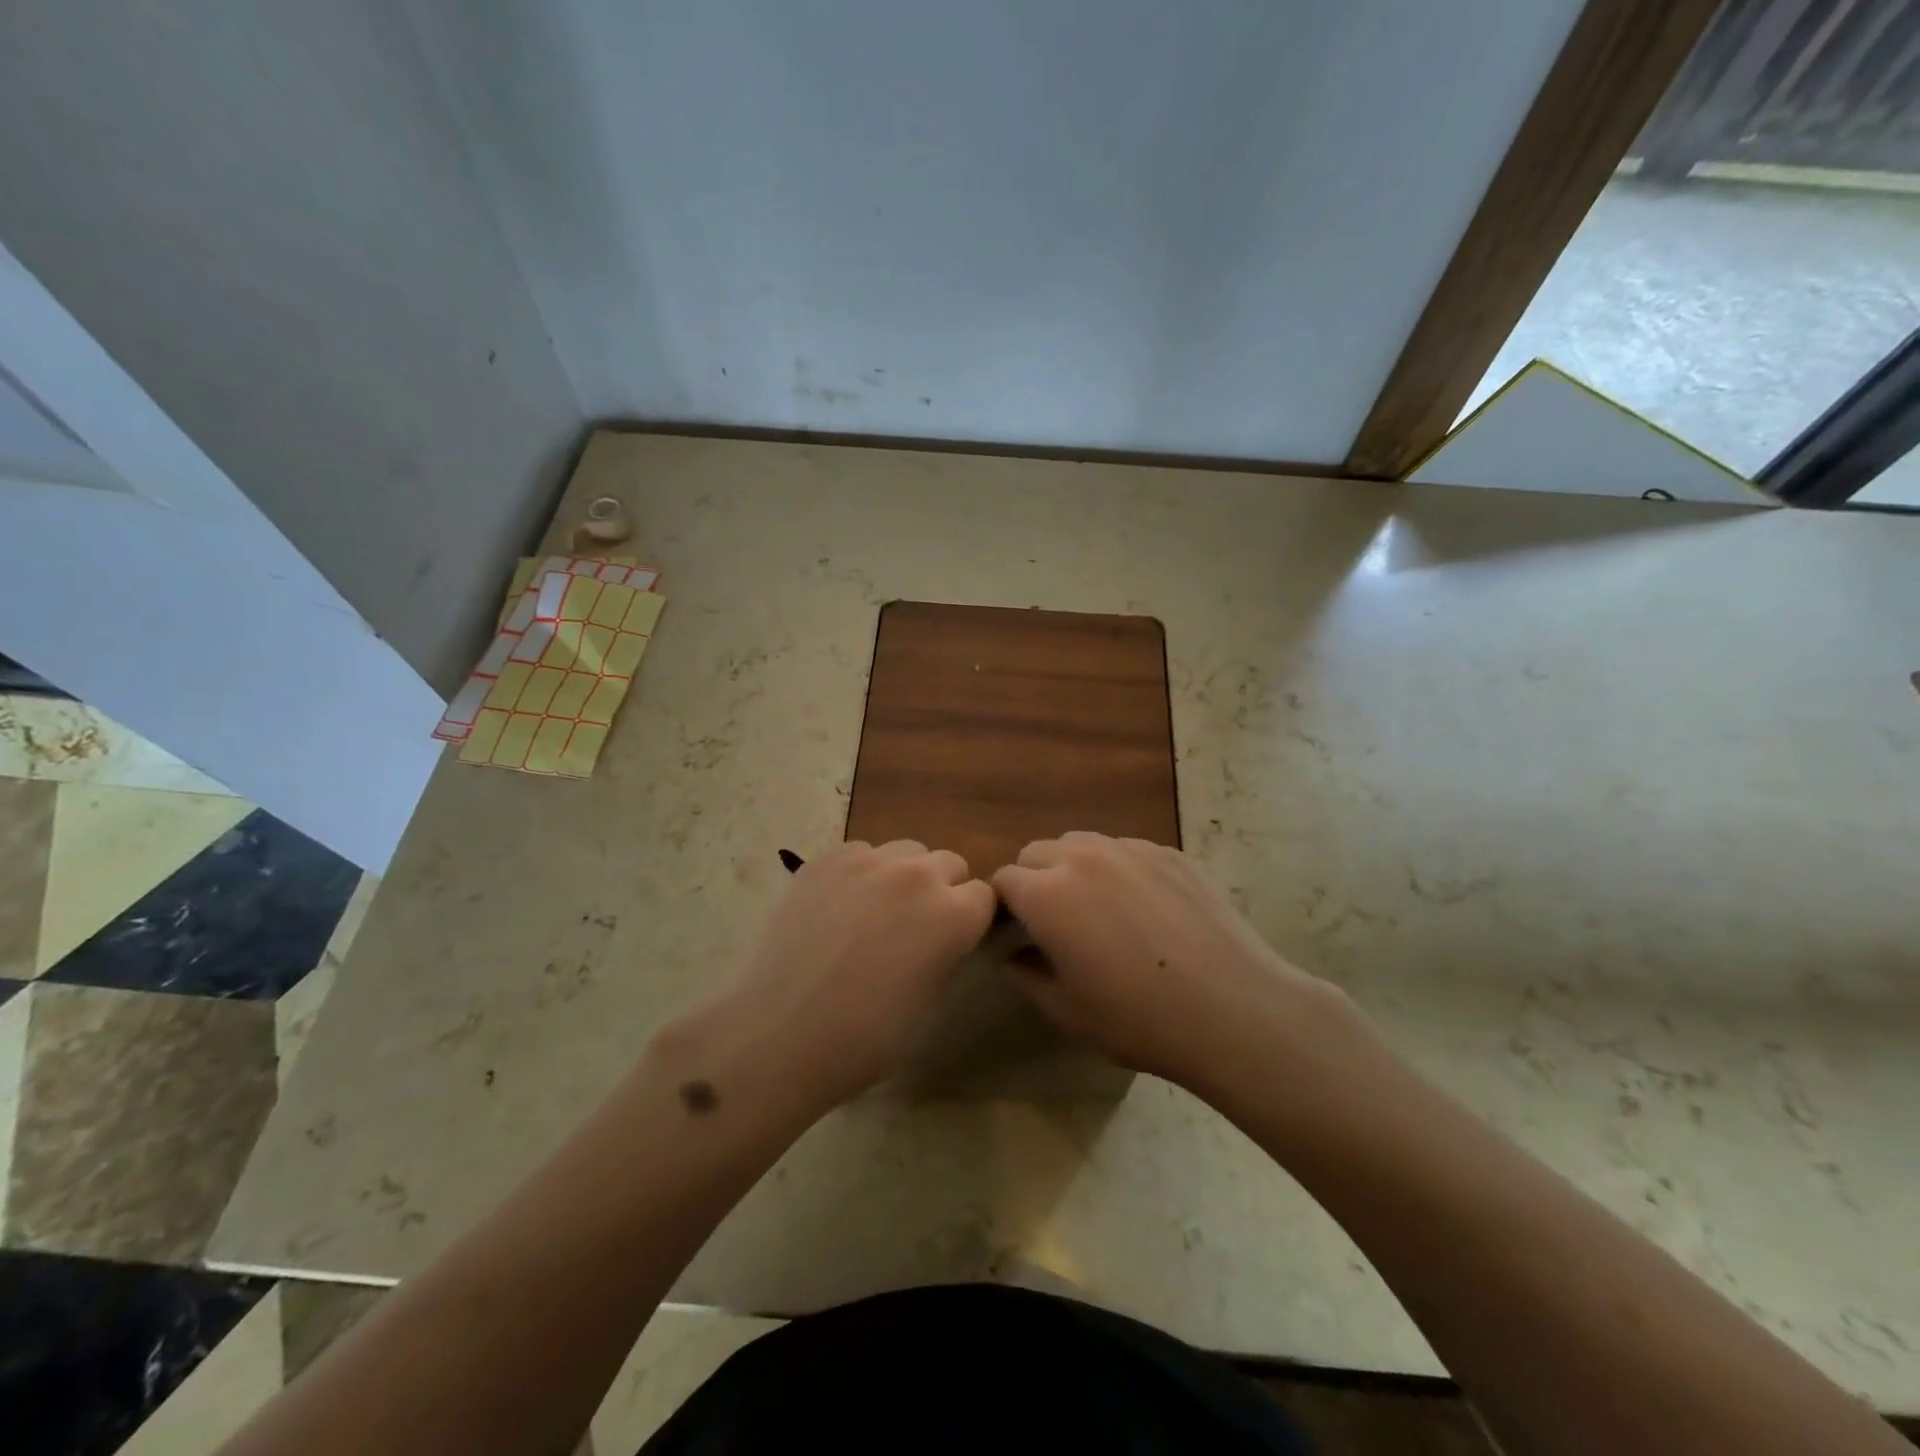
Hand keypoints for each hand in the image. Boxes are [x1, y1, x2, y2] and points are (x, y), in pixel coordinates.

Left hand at [693, 841, 995, 1111]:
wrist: (782, 1035)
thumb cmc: (867, 1036)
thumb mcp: (932, 1000)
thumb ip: (950, 951)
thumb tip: (949, 935)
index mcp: (953, 913)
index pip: (984, 895)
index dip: (971, 919)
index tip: (954, 940)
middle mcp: (917, 874)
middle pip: (949, 863)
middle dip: (942, 890)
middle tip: (914, 926)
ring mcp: (867, 861)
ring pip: (905, 851)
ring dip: (903, 875)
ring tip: (875, 912)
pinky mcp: (826, 859)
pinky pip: (860, 852)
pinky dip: (861, 873)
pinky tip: (839, 907)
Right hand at [992, 832, 1338, 1094]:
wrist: (1234, 1010)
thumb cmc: (1139, 1019)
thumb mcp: (1067, 1011)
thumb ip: (1025, 976)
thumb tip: (1010, 956)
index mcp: (1047, 894)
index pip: (1003, 880)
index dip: (1002, 906)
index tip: (1014, 933)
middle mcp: (1082, 857)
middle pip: (1037, 852)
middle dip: (1032, 880)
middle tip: (1053, 923)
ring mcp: (1129, 849)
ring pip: (1081, 843)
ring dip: (1072, 868)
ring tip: (1097, 909)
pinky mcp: (1168, 852)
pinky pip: (1124, 850)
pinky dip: (1116, 869)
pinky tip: (1143, 908)